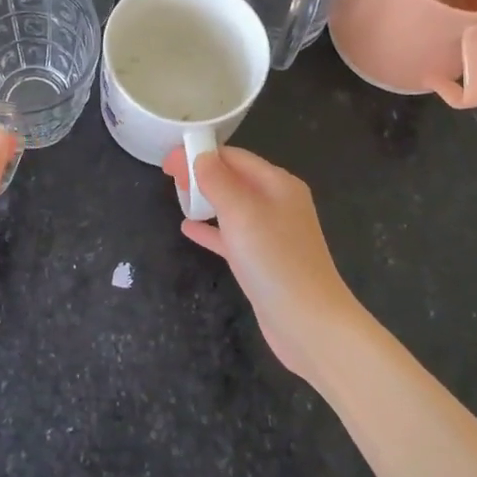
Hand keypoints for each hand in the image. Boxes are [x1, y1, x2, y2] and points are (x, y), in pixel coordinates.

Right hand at [163, 146, 363, 382]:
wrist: (308, 322)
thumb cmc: (275, 260)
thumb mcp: (242, 212)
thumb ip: (218, 180)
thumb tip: (200, 155)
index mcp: (278, 184)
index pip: (235, 157)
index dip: (201, 154)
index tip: (169, 160)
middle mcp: (277, 203)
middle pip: (234, 178)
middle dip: (202, 173)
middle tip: (169, 177)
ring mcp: (271, 234)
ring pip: (232, 206)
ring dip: (205, 198)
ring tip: (176, 195)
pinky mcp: (262, 261)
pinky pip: (231, 236)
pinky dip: (210, 229)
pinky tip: (187, 228)